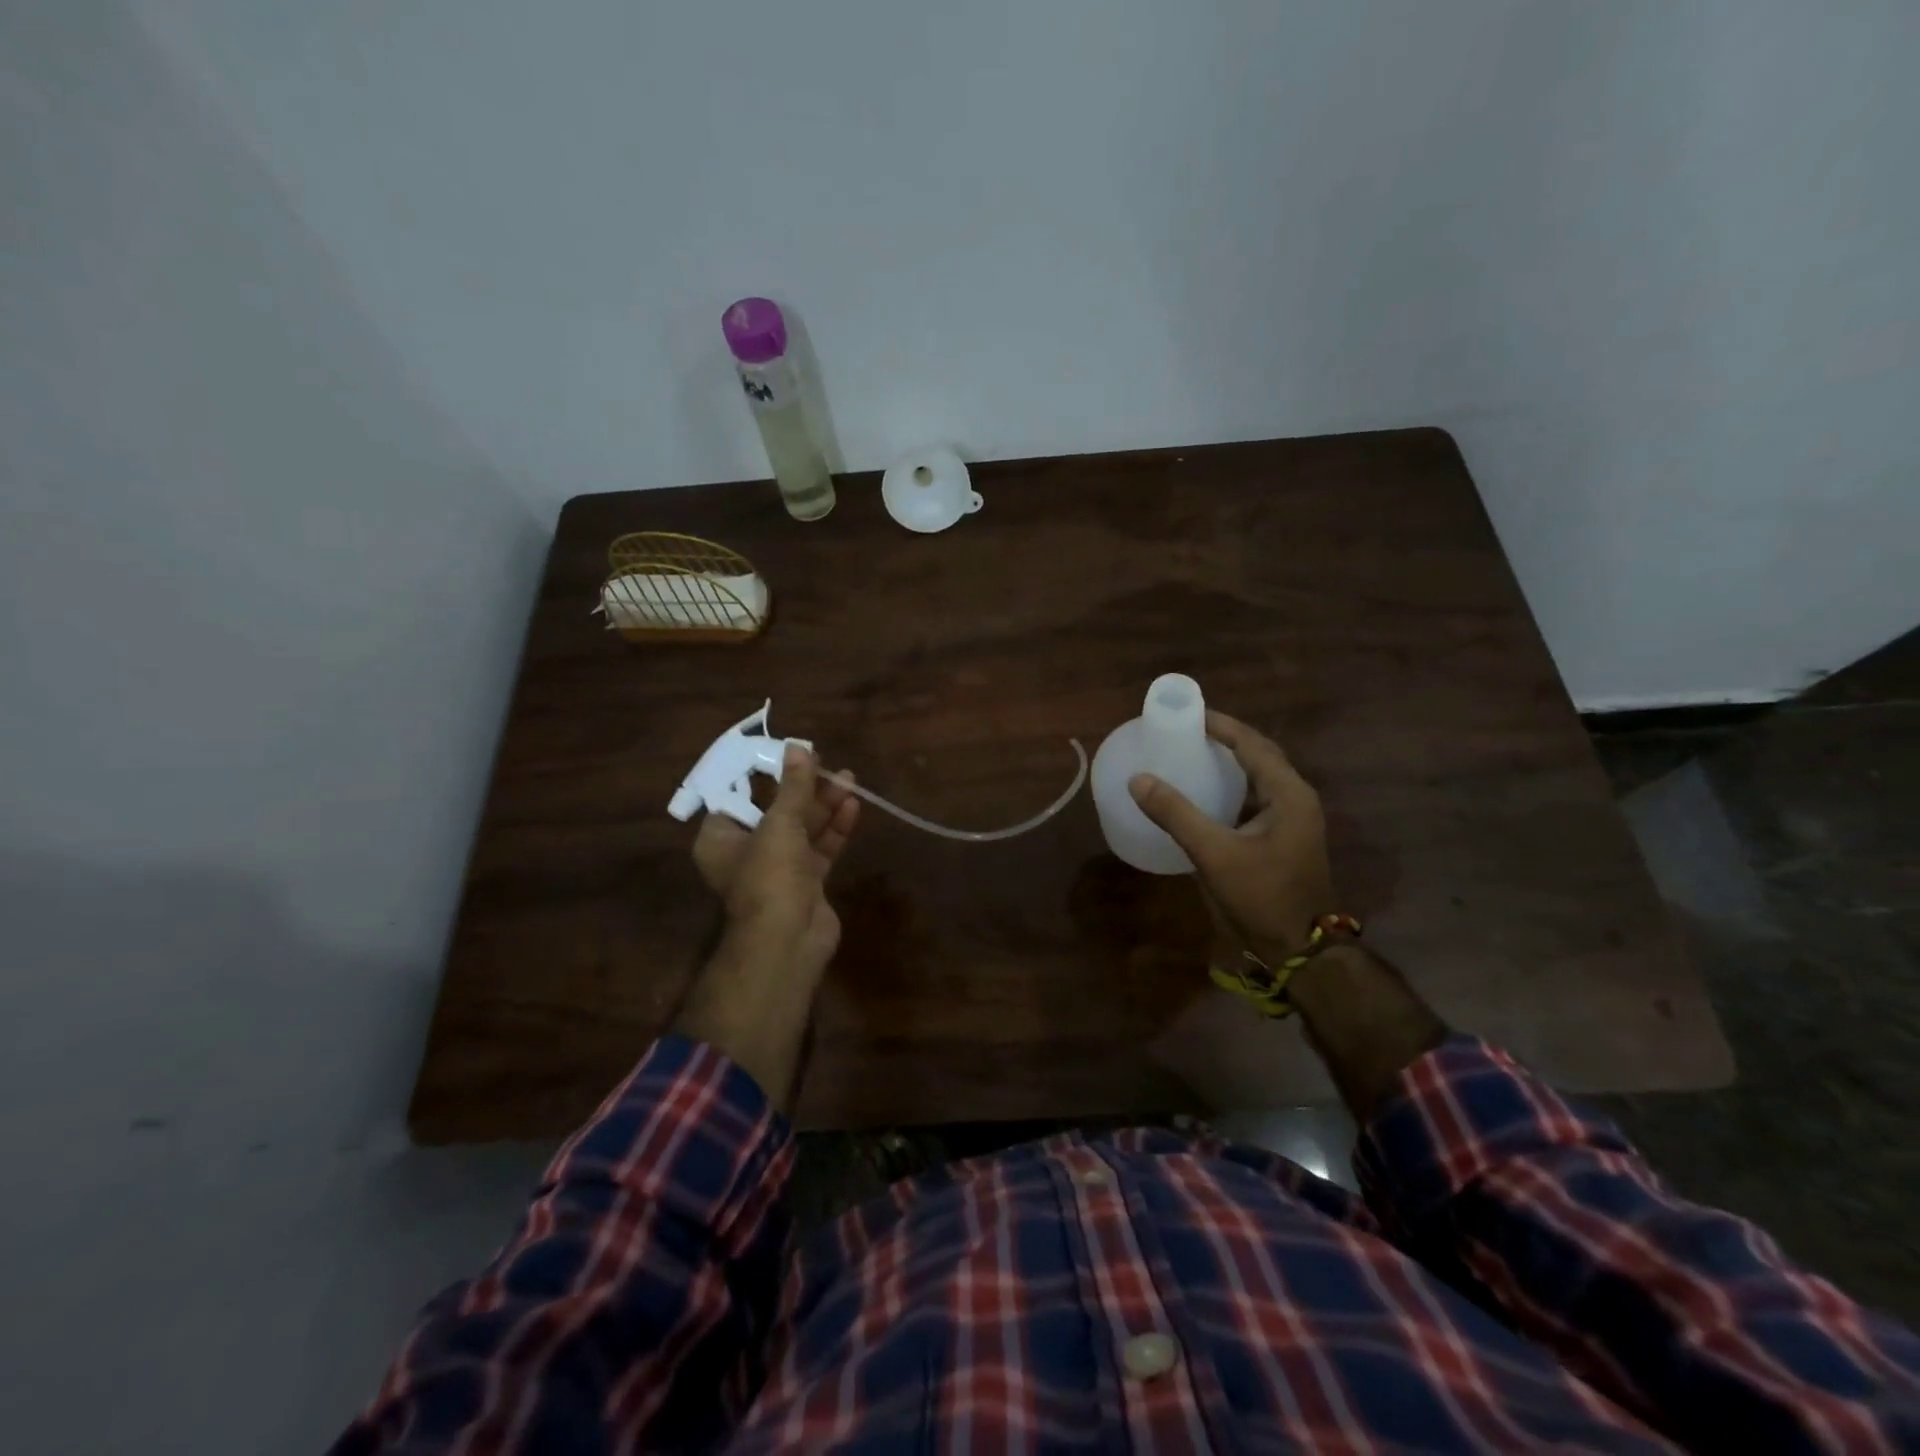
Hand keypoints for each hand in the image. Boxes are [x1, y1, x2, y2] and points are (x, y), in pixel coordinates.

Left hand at [693, 744, 858, 979]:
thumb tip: (798, 747)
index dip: (762, 777)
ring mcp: (778, 870)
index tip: (787, 757)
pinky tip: (853, 807)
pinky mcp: (806, 883)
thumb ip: (793, 786)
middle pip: (776, 812)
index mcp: (721, 839)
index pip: (737, 799)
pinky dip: (834, 829)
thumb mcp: (780, 823)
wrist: (788, 940)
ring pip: (802, 829)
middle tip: (827, 764)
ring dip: (824, 806)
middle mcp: (746, 853)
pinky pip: (820, 848)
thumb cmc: (769, 875)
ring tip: (849, 779)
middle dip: (804, 789)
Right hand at [1128, 711, 1336, 962]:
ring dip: (1230, 761)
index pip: (1252, 744)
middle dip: (1226, 739)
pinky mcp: (1284, 838)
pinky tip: (1206, 793)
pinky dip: (1232, 787)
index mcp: (1288, 794)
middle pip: (1260, 755)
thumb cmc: (1262, 896)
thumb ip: (1176, 814)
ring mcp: (1293, 820)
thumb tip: (1138, 779)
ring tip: (1193, 753)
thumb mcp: (1214, 853)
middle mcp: (1296, 799)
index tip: (1188, 714)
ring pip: (1259, 777)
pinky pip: (1256, 798)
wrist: (1300, 950)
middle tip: (1188, 731)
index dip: (1222, 726)